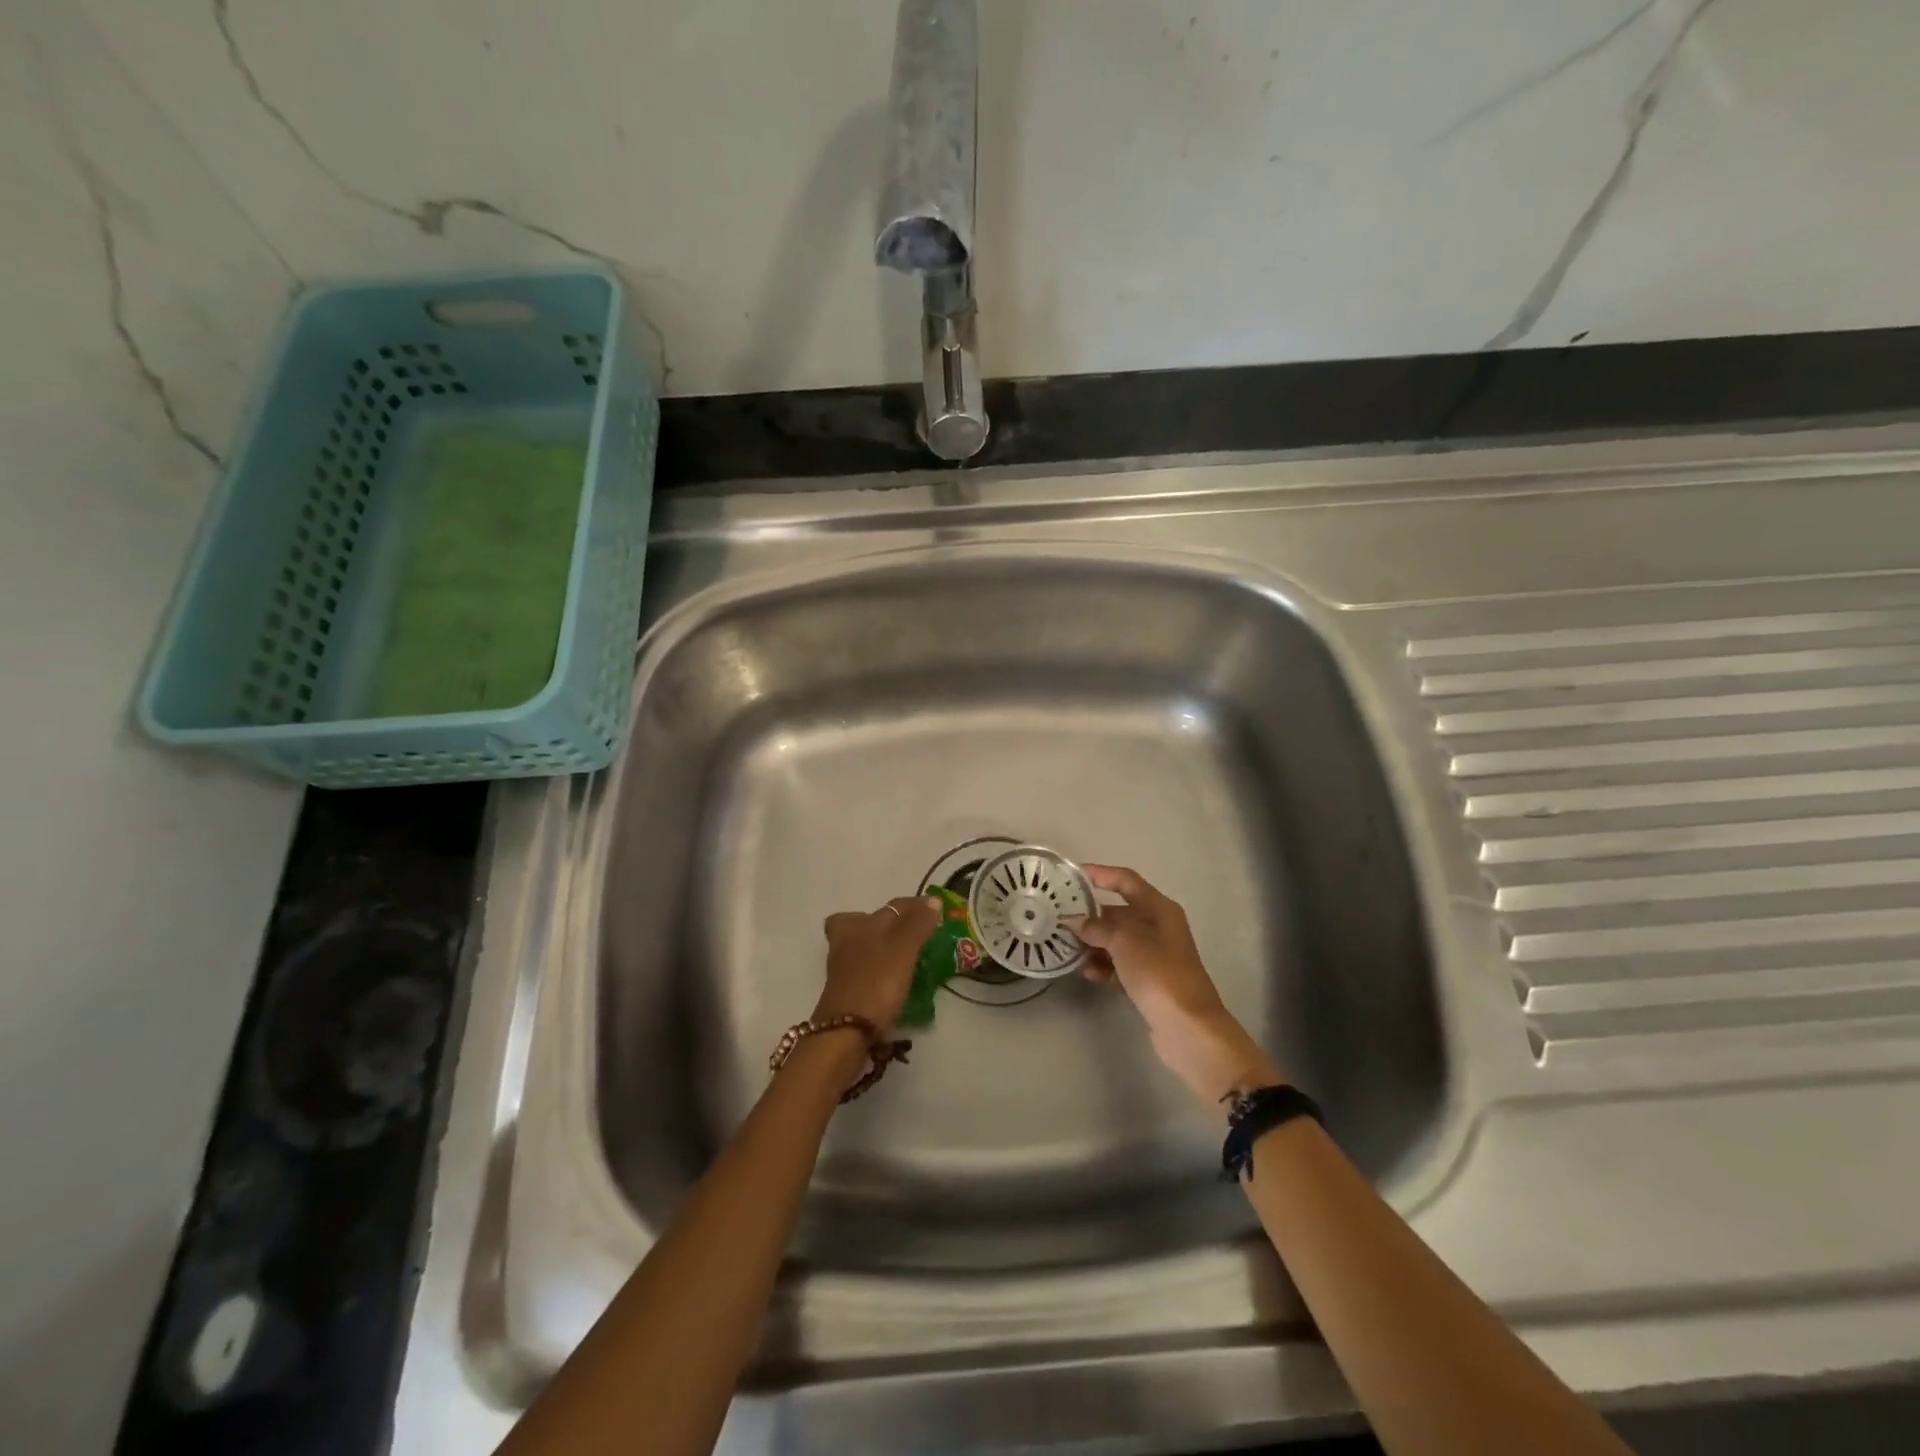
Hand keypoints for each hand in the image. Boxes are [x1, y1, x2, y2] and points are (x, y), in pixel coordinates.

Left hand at [815, 896, 941, 1027]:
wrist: (846, 1033)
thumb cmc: (876, 982)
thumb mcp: (903, 948)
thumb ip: (917, 923)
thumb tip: (932, 900)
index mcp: (856, 925)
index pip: (889, 907)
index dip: (911, 906)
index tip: (932, 911)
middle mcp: (845, 942)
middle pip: (862, 923)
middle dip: (885, 924)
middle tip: (911, 932)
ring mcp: (843, 970)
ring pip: (862, 948)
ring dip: (882, 948)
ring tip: (909, 958)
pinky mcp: (847, 993)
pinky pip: (867, 971)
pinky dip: (881, 971)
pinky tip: (897, 981)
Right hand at [1075, 865, 1282, 1110]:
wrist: (1188, 1028)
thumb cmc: (1159, 974)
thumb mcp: (1125, 943)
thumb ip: (1098, 927)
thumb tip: (1076, 921)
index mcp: (1159, 909)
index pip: (1126, 881)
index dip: (1100, 874)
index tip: (1071, 875)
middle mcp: (1158, 927)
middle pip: (1119, 911)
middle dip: (1091, 915)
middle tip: (1059, 918)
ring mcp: (1155, 955)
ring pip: (1117, 940)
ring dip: (1094, 943)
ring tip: (1067, 948)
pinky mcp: (1149, 980)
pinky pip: (1120, 964)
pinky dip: (1104, 966)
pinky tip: (1087, 973)